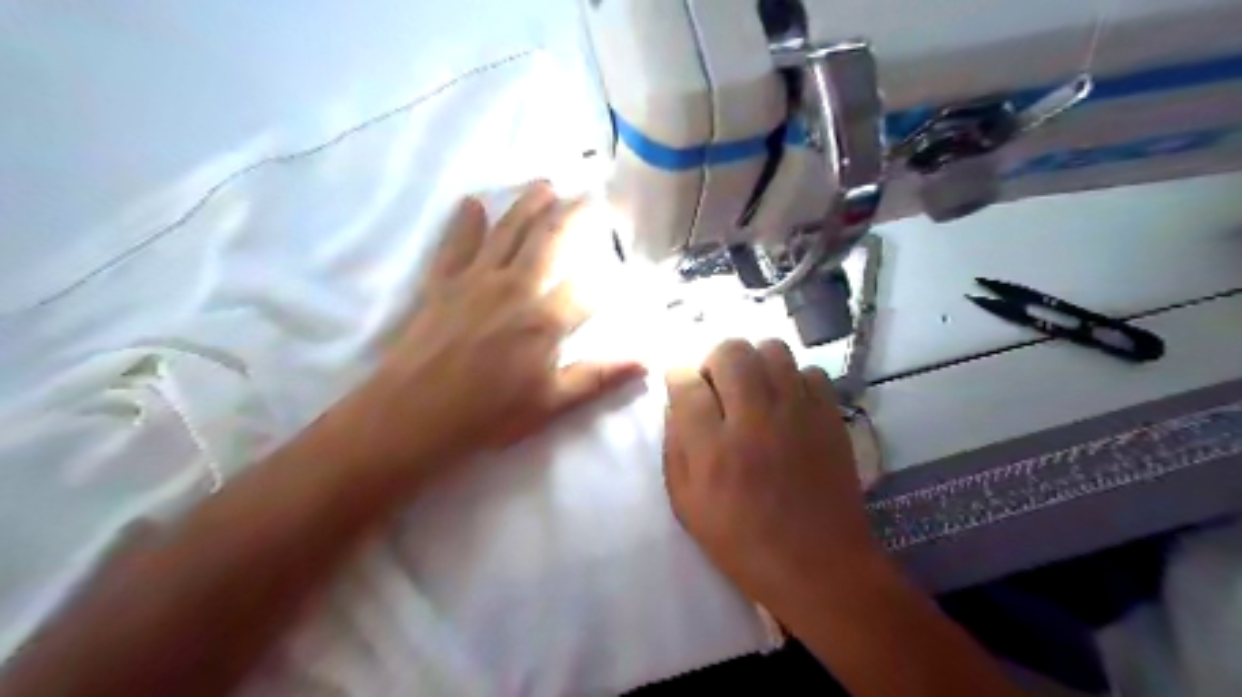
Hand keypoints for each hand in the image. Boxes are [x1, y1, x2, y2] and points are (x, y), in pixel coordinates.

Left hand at [328, 182, 644, 489]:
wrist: (414, 413)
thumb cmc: (488, 414)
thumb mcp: (551, 404)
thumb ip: (598, 377)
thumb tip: (646, 362)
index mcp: (545, 321)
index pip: (588, 289)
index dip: (608, 278)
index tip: (622, 265)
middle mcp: (516, 288)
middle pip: (550, 241)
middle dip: (572, 216)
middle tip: (588, 194)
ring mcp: (477, 280)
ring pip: (508, 232)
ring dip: (528, 206)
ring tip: (545, 185)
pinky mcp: (443, 282)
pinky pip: (456, 244)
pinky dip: (464, 222)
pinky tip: (472, 203)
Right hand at [660, 340, 882, 613]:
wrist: (819, 565)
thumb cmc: (742, 541)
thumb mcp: (687, 504)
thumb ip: (675, 446)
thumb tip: (678, 402)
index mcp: (713, 448)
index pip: (686, 382)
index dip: (678, 377)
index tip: (682, 386)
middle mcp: (755, 420)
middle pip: (731, 351)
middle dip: (715, 361)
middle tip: (718, 387)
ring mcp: (798, 413)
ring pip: (772, 348)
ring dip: (755, 363)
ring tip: (754, 390)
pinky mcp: (830, 416)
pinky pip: (809, 371)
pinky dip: (793, 380)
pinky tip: (788, 406)